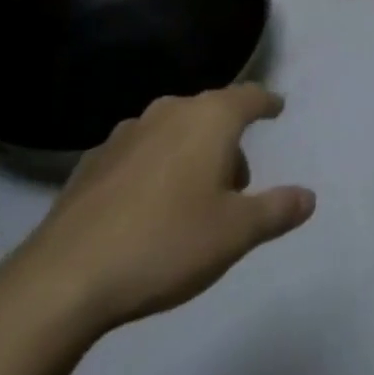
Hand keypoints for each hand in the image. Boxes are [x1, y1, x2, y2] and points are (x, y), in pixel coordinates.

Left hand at [0, 85, 314, 344]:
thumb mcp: (235, 234)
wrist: (65, 277)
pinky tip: (146, 207)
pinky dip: (153, 168)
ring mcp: (125, 134)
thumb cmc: (166, 243)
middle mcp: (168, 112)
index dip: (266, 102)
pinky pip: (139, 154)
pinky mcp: (92, 162)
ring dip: (189, 154)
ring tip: (192, 198)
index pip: (248, 97)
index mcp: (208, 119)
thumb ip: (276, 210)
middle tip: (236, 183)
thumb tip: (308, 196)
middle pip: (210, 114)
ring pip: (172, 131)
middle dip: (228, 140)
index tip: (278, 108)